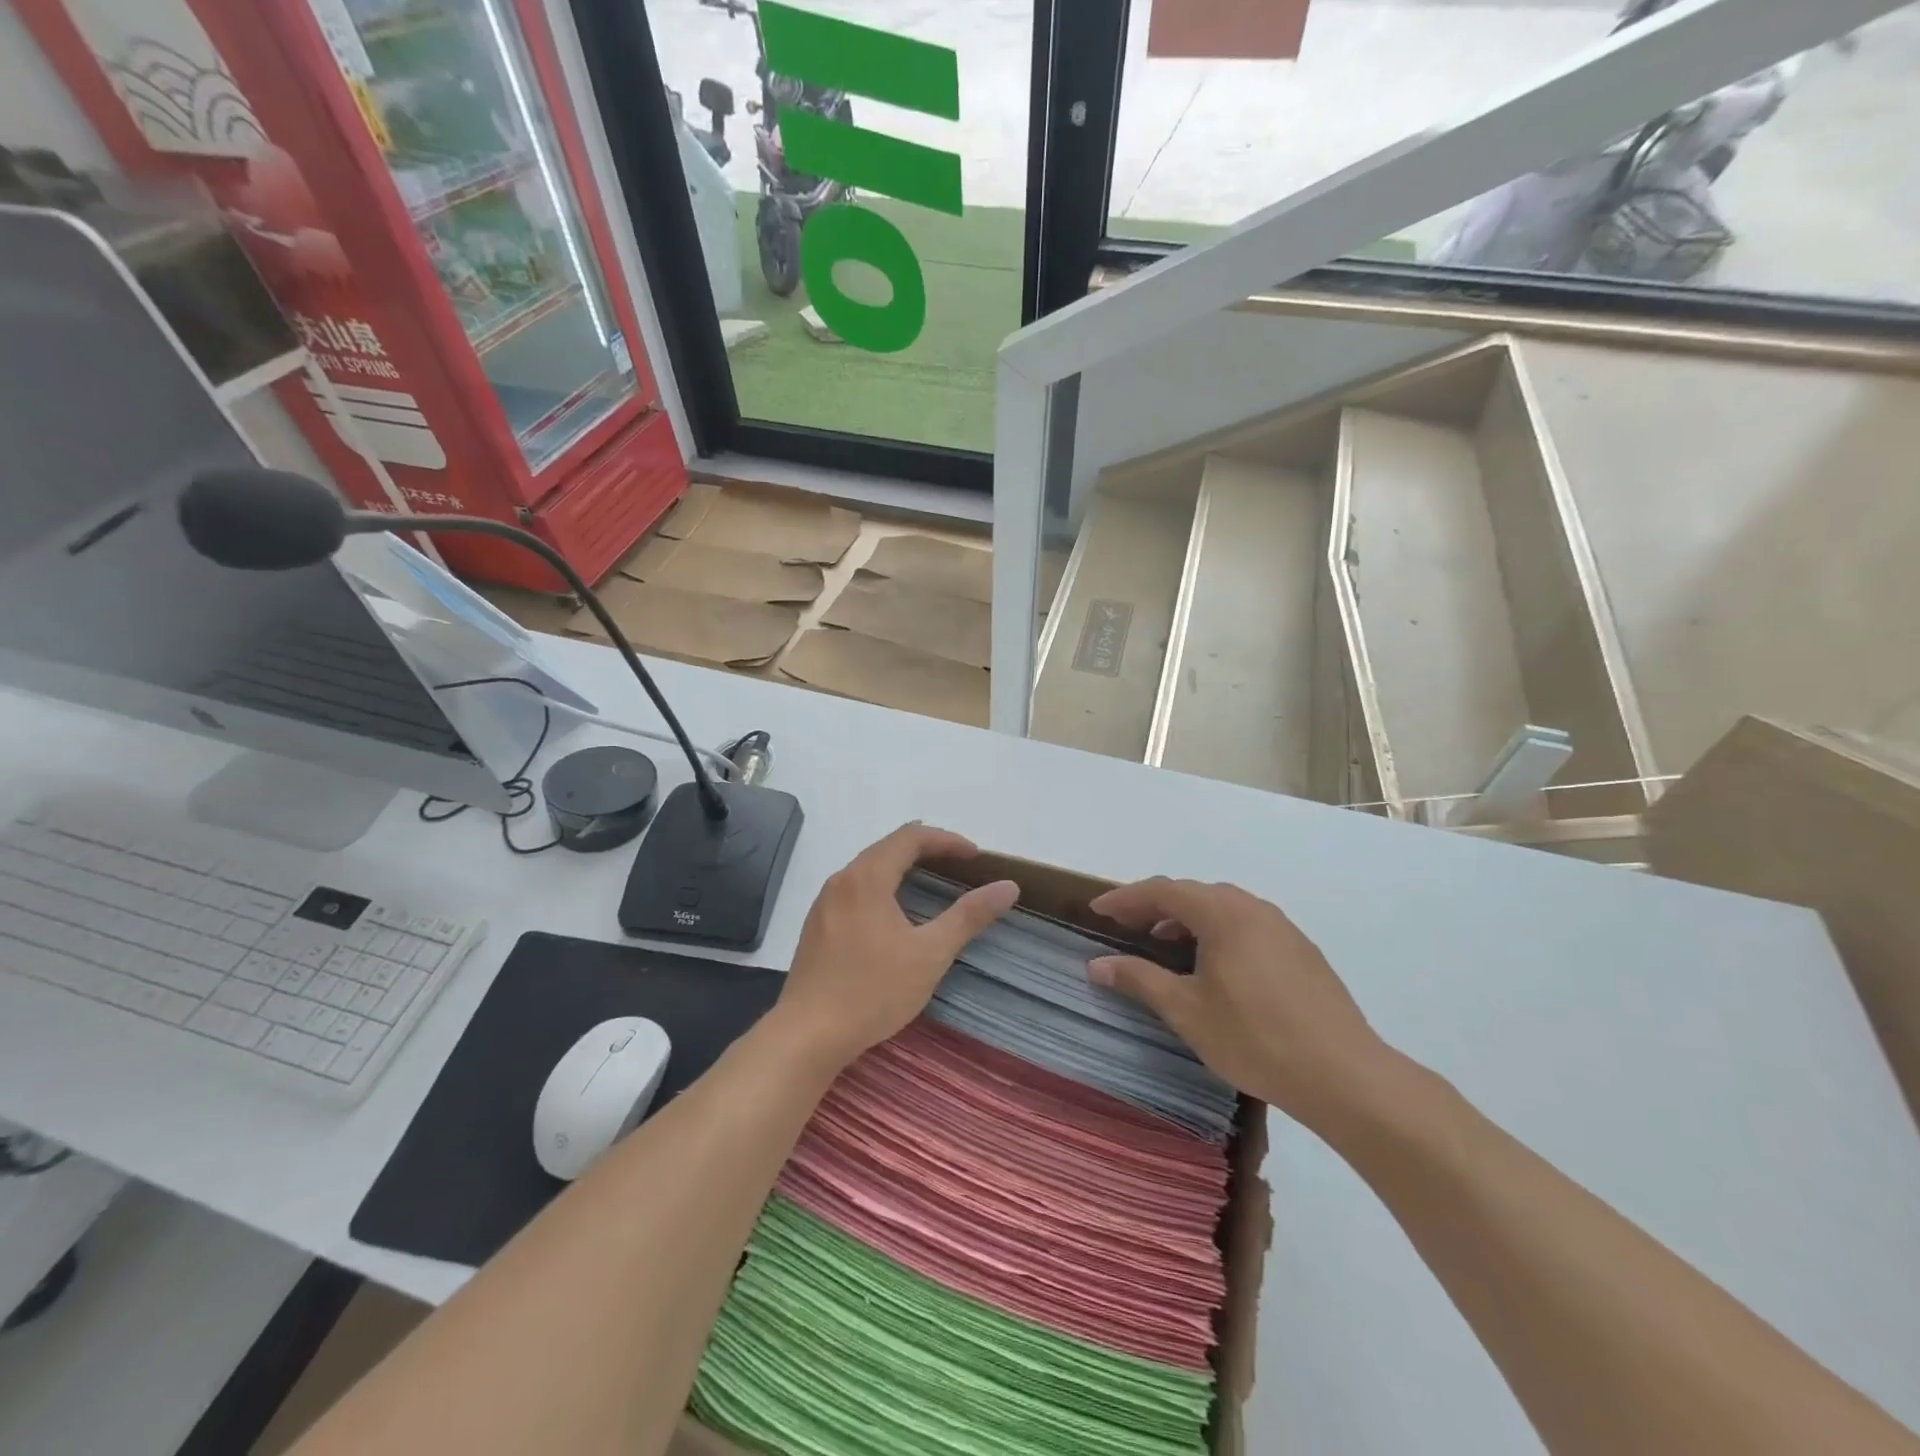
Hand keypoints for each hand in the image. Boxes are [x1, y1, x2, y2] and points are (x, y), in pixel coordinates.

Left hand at [773, 824, 1018, 1069]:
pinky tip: (893, 913)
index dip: (946, 840)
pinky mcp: (816, 926)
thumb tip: (1008, 886)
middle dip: (926, 849)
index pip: (910, 837)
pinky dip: (882, 886)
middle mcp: (841, 880)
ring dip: (902, 867)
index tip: (975, 856)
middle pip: (887, 847)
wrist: (807, 1035)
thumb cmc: (873, 991)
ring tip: (930, 881)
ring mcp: (824, 903)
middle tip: (958, 864)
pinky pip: (854, 889)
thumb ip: (969, 916)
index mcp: (867, 877)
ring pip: (868, 868)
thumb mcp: (930, 954)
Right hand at [1087, 879, 1390, 1132]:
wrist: (1343, 1074)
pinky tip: (1214, 966)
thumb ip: (1139, 979)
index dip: (1126, 899)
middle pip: (1194, 894)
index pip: (1163, 891)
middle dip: (1155, 906)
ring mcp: (1282, 928)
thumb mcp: (1186, 1011)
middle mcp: (1252, 908)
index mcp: (1222, 913)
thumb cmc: (1254, 1038)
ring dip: (1188, 920)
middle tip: (1127, 926)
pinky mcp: (1301, 951)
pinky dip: (1217, 933)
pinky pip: (1246, 926)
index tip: (1098, 911)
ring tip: (1165, 945)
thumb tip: (1097, 964)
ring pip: (1223, 909)